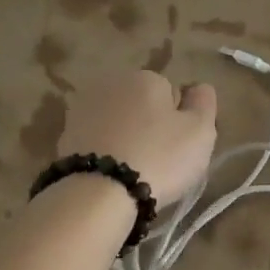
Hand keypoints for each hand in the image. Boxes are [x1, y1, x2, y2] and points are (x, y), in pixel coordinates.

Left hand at [58, 71, 217, 206]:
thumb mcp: (200, 131)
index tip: (179, 146)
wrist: (99, 192)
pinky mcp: (65, 135)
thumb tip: (198, 87)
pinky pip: (97, 140)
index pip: (172, 94)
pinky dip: (105, 152)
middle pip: (142, 105)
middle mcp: (111, 83)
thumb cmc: (159, 157)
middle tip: (159, 160)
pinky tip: (111, 174)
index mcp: (146, 77)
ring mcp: (83, 108)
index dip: (179, 121)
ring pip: (118, 122)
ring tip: (134, 170)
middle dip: (150, 125)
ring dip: (126, 138)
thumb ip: (204, 103)